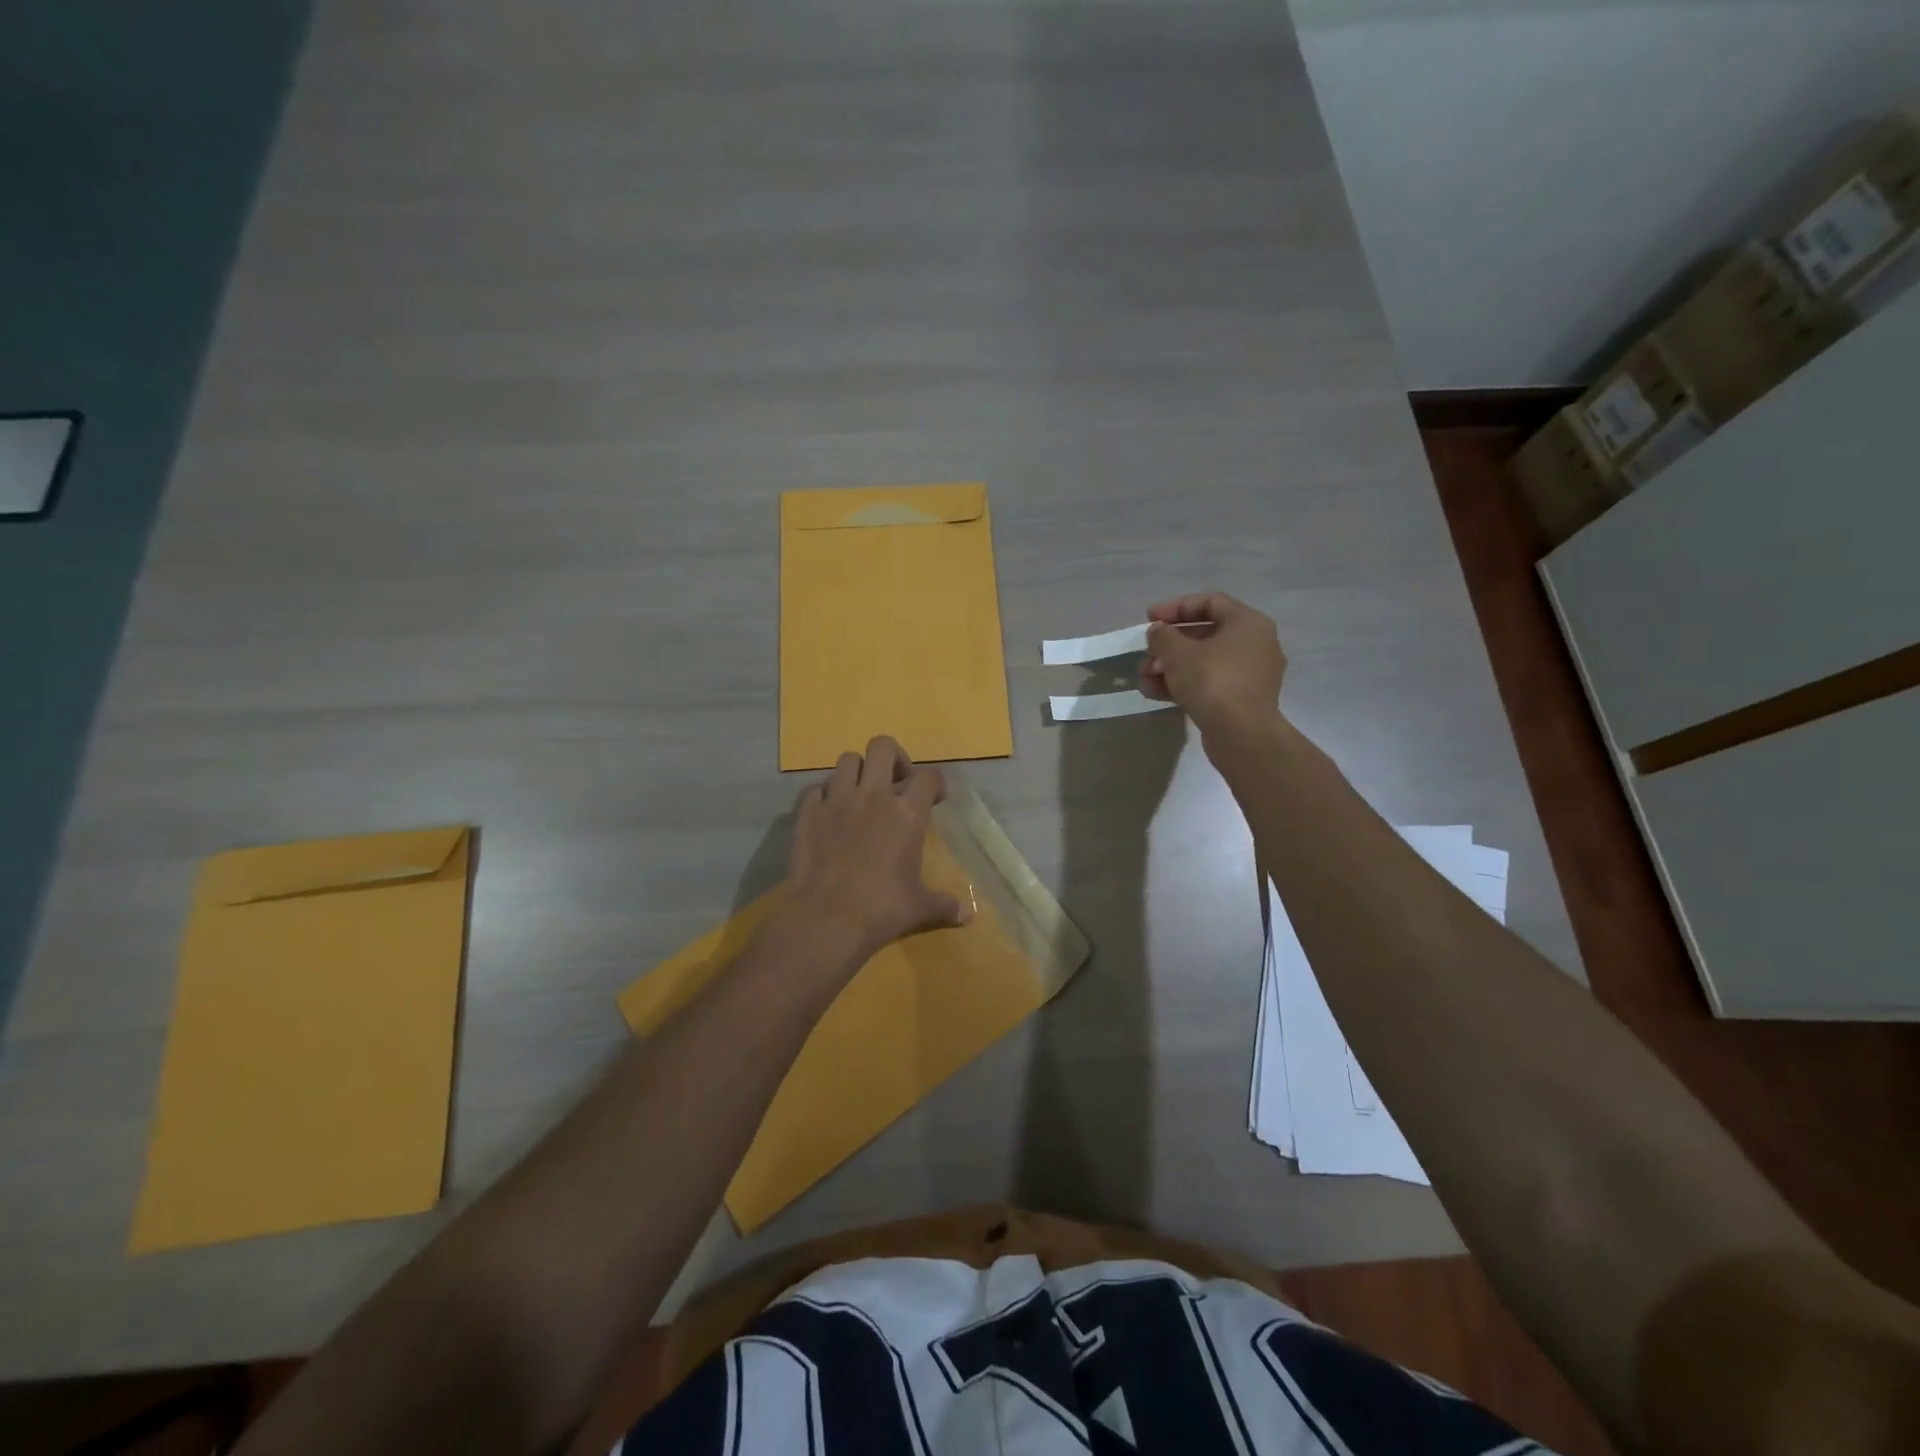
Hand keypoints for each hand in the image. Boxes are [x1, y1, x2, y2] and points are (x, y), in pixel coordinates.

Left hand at [785, 736, 971, 965]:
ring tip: (861, 794)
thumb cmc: (881, 909)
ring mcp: (836, 800)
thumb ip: (944, 904)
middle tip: (896, 782)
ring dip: (857, 772)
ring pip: (847, 760)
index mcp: (907, 813)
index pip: (928, 777)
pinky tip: (828, 813)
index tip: (935, 799)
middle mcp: (873, 796)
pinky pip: (815, 788)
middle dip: (893, 757)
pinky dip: (823, 795)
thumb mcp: (919, 907)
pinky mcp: (807, 812)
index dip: (935, 784)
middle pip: (883, 746)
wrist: (826, 918)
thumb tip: (968, 916)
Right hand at [1139, 591, 1286, 736]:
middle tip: (1145, 654)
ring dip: (1170, 667)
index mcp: (1247, 623)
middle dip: (1168, 645)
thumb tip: (1158, 632)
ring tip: (1144, 679)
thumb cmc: (1212, 681)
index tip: (1149, 619)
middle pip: (1204, 634)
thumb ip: (1163, 636)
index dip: (1175, 607)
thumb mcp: (1178, 653)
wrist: (1241, 734)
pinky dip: (1183, 684)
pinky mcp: (1241, 699)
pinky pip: (1209, 682)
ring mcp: (1250, 674)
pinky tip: (1154, 693)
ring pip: (1204, 661)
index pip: (1210, 602)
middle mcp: (1255, 644)